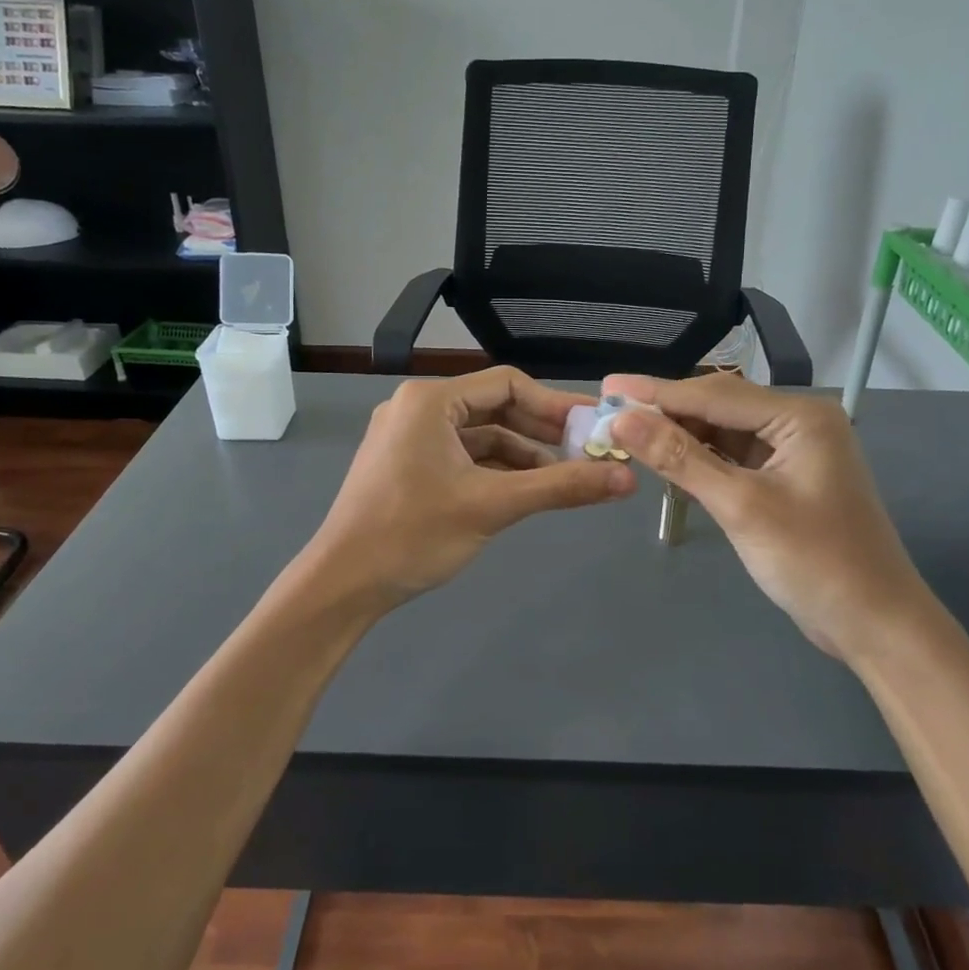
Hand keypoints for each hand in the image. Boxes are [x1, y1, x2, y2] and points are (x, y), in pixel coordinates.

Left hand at [307, 368, 635, 608]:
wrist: (342, 585)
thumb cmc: (412, 535)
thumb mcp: (492, 506)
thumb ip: (561, 488)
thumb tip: (626, 479)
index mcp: (430, 401)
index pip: (507, 385)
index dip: (556, 405)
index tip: (595, 428)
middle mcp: (417, 409)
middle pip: (495, 408)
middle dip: (542, 433)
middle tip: (590, 453)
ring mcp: (409, 439)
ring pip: (481, 437)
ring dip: (523, 456)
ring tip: (568, 479)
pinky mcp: (407, 467)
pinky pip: (463, 458)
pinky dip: (496, 472)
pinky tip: (527, 491)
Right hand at [605, 373, 938, 658]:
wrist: (874, 623)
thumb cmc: (813, 561)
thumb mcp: (741, 506)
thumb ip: (680, 458)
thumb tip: (622, 420)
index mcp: (800, 416)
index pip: (714, 395)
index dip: (655, 393)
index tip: (605, 387)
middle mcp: (799, 423)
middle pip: (718, 407)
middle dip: (664, 410)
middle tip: (608, 408)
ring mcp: (793, 452)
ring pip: (723, 432)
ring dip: (679, 434)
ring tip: (626, 431)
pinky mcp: (785, 480)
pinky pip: (733, 458)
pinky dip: (699, 459)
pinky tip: (666, 458)